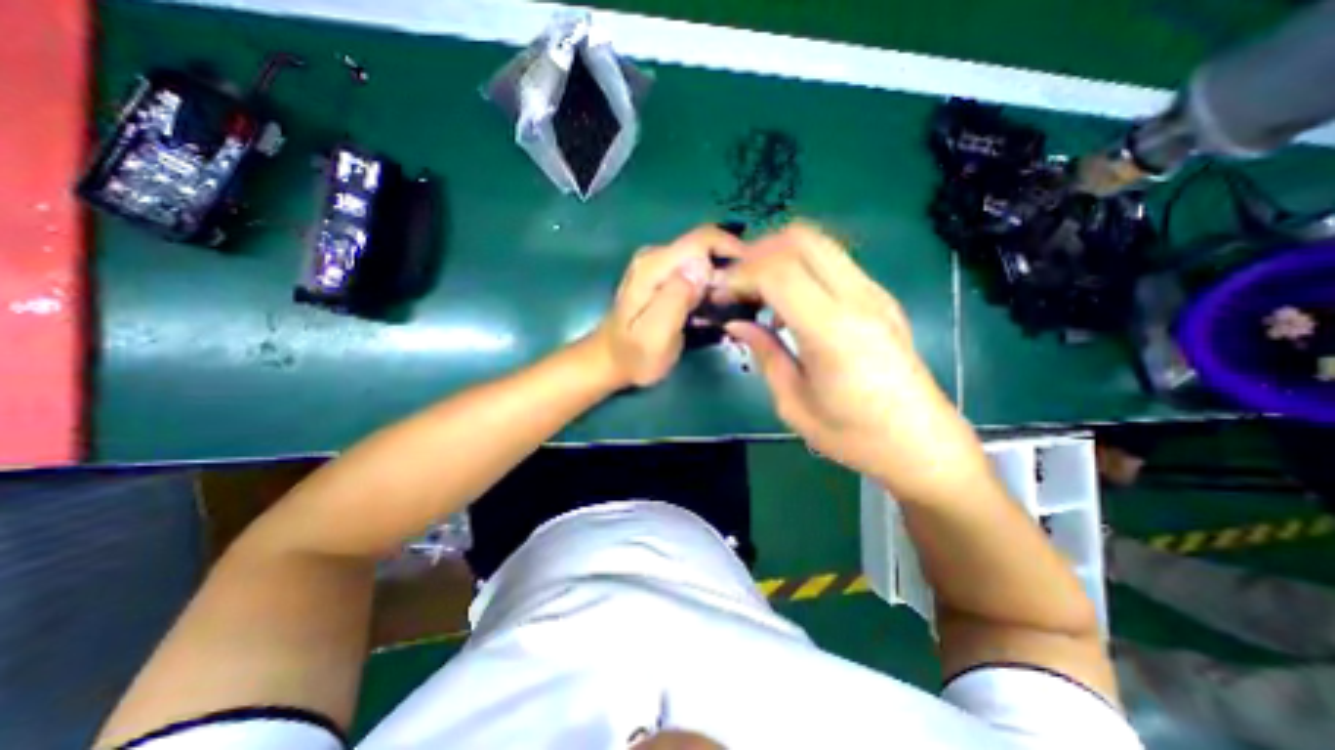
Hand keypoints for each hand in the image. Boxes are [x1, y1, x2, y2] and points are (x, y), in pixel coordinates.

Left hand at [589, 227, 746, 389]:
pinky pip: (695, 271)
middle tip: (744, 302)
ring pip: (703, 259)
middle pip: (706, 248)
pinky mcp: (662, 276)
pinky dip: (710, 286)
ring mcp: (658, 265)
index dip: (734, 252)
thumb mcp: (655, 335)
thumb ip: (676, 298)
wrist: (611, 361)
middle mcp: (656, 256)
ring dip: (722, 279)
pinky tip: (714, 308)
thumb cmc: (634, 356)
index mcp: (654, 266)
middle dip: (730, 269)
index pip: (703, 239)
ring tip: (733, 307)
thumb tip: (702, 267)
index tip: (754, 279)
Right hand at [721, 224, 988, 503]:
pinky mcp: (881, 298)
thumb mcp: (794, 403)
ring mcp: (875, 294)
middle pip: (801, 239)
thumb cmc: (854, 435)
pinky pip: (834, 262)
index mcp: (832, 331)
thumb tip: (737, 323)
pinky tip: (789, 304)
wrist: (922, 444)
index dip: (740, 274)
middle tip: (736, 284)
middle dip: (758, 252)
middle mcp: (858, 299)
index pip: (779, 271)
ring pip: (820, 244)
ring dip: (780, 256)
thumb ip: (765, 353)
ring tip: (757, 292)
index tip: (720, 295)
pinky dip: (801, 268)